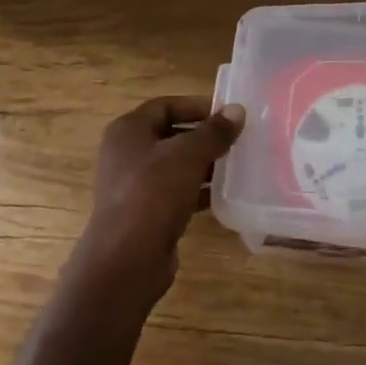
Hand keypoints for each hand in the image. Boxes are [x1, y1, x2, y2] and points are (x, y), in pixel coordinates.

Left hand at [73, 96, 246, 307]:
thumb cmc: (153, 194)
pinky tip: (226, 195)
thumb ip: (214, 132)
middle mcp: (127, 153)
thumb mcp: (187, 156)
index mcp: (128, 130)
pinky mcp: (146, 212)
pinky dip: (199, 191)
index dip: (197, 106)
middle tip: (239, 140)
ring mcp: (135, 185)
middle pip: (171, 135)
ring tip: (239, 166)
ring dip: (205, 165)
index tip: (229, 114)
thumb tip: (237, 110)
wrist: (126, 259)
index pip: (165, 106)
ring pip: (176, 166)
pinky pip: (177, 192)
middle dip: (205, 137)